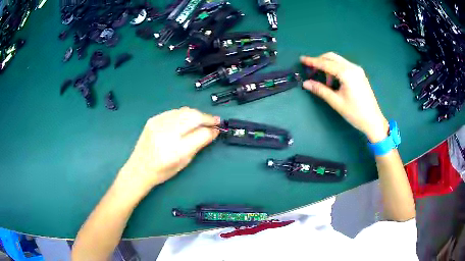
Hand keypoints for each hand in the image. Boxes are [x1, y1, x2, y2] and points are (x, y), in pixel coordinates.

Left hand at [118, 107, 219, 193]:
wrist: (139, 168)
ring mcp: (158, 124)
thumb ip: (199, 145)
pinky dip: (184, 114)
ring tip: (202, 120)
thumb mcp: (184, 162)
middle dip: (207, 117)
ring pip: (184, 111)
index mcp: (176, 150)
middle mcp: (167, 134)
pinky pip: (174, 112)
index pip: (201, 133)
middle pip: (193, 117)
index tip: (218, 128)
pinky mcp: (153, 119)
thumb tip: (213, 132)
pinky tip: (187, 120)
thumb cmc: (163, 171)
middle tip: (215, 121)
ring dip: (196, 114)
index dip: (212, 129)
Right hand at [301, 52, 388, 142]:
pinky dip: (336, 69)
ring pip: (338, 60)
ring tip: (325, 82)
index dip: (312, 61)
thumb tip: (306, 83)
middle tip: (311, 71)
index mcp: (347, 73)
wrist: (373, 120)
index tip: (302, 59)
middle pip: (332, 57)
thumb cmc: (355, 113)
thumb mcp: (336, 102)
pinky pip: (344, 65)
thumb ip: (320, 90)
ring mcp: (357, 69)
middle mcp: (352, 67)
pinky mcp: (359, 74)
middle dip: (320, 61)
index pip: (326, 63)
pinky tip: (334, 81)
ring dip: (328, 66)